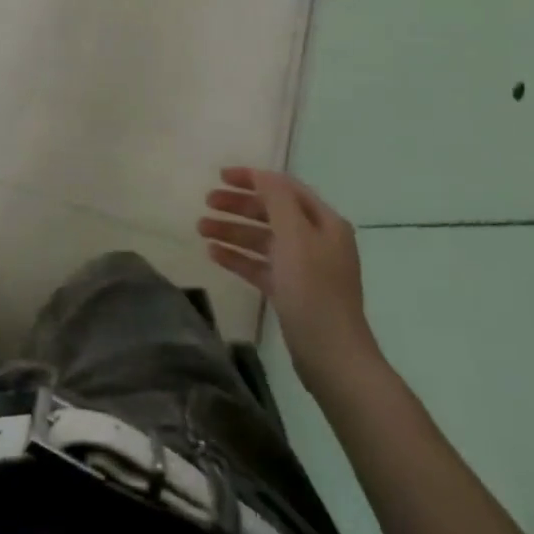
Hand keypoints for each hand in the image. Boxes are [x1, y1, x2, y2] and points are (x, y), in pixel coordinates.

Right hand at [199, 167, 379, 385]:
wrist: (333, 358)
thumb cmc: (314, 290)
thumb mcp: (295, 236)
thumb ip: (277, 200)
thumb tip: (262, 175)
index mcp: (324, 223)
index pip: (285, 188)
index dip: (253, 178)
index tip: (220, 176)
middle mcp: (316, 241)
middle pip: (272, 212)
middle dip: (239, 205)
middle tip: (207, 202)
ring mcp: (303, 268)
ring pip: (262, 239)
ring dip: (233, 230)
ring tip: (201, 229)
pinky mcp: (290, 293)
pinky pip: (260, 266)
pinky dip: (238, 257)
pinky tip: (213, 254)